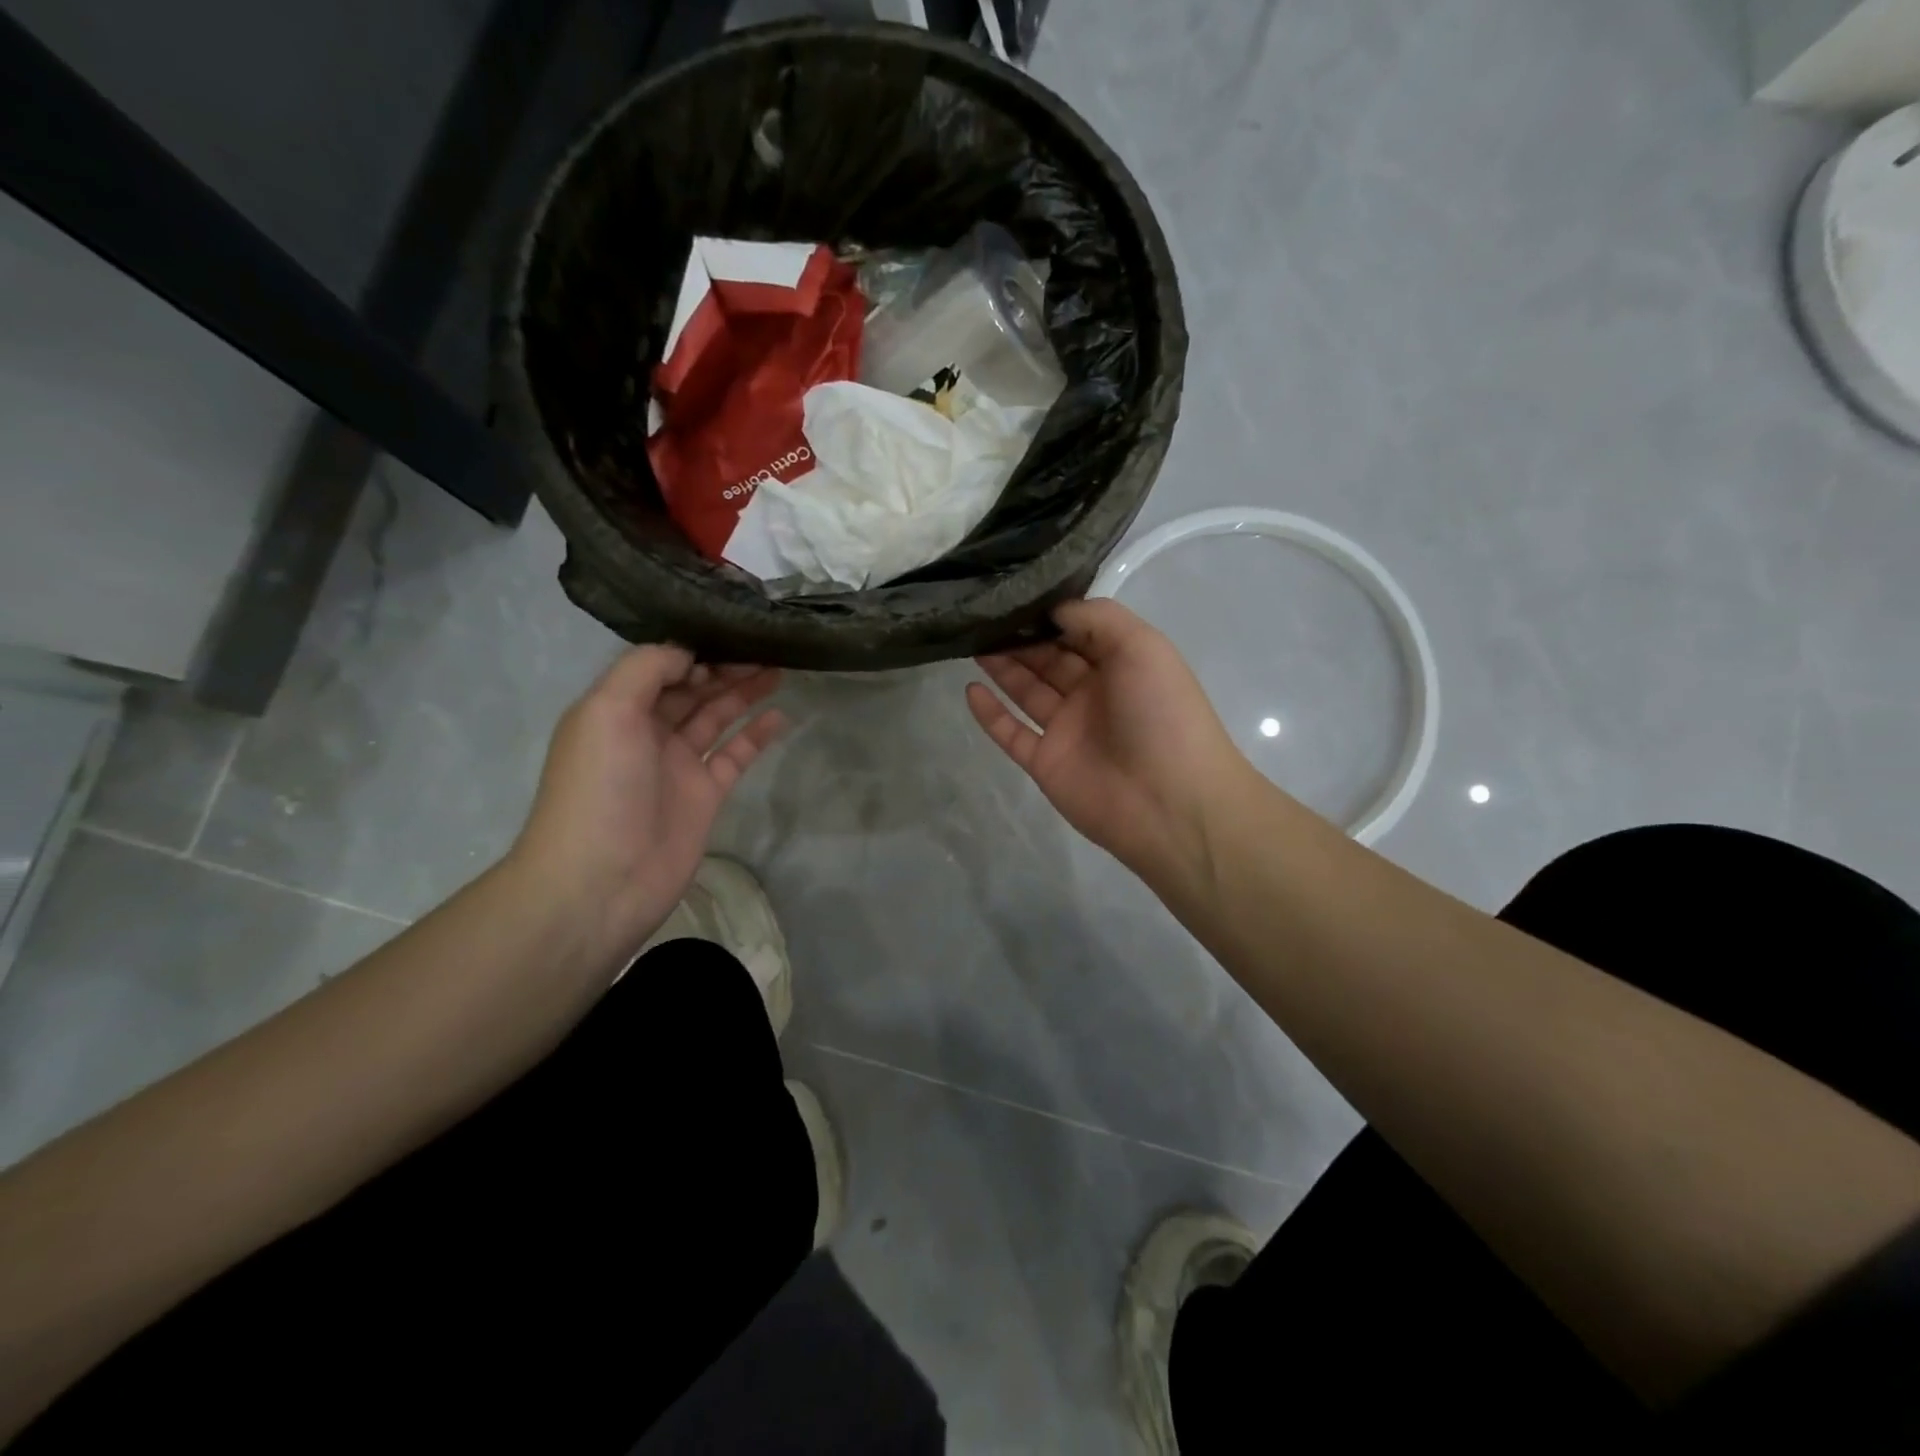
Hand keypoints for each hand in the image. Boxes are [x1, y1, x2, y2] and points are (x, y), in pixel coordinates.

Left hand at [508, 648, 784, 968]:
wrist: (601, 881)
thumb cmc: (599, 789)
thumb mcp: (607, 711)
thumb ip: (646, 669)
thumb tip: (690, 655)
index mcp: (616, 710)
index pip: (659, 668)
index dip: (693, 651)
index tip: (729, 637)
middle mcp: (646, 732)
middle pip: (691, 689)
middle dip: (725, 668)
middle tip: (766, 649)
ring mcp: (678, 765)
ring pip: (716, 718)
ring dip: (744, 693)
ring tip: (779, 671)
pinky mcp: (705, 795)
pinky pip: (735, 755)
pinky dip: (756, 735)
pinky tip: (780, 716)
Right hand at [966, 599, 1250, 894]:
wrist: (1169, 802)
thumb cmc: (1161, 714)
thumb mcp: (1142, 646)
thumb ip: (1097, 619)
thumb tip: (1053, 610)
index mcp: (1123, 664)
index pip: (1080, 631)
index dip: (1050, 614)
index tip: (1015, 593)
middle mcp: (1094, 694)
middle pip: (1050, 659)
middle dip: (1020, 637)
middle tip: (983, 615)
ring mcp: (1069, 730)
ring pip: (1028, 691)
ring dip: (1003, 667)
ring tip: (971, 641)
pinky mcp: (1046, 763)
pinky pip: (1012, 734)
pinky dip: (991, 714)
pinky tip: (970, 689)